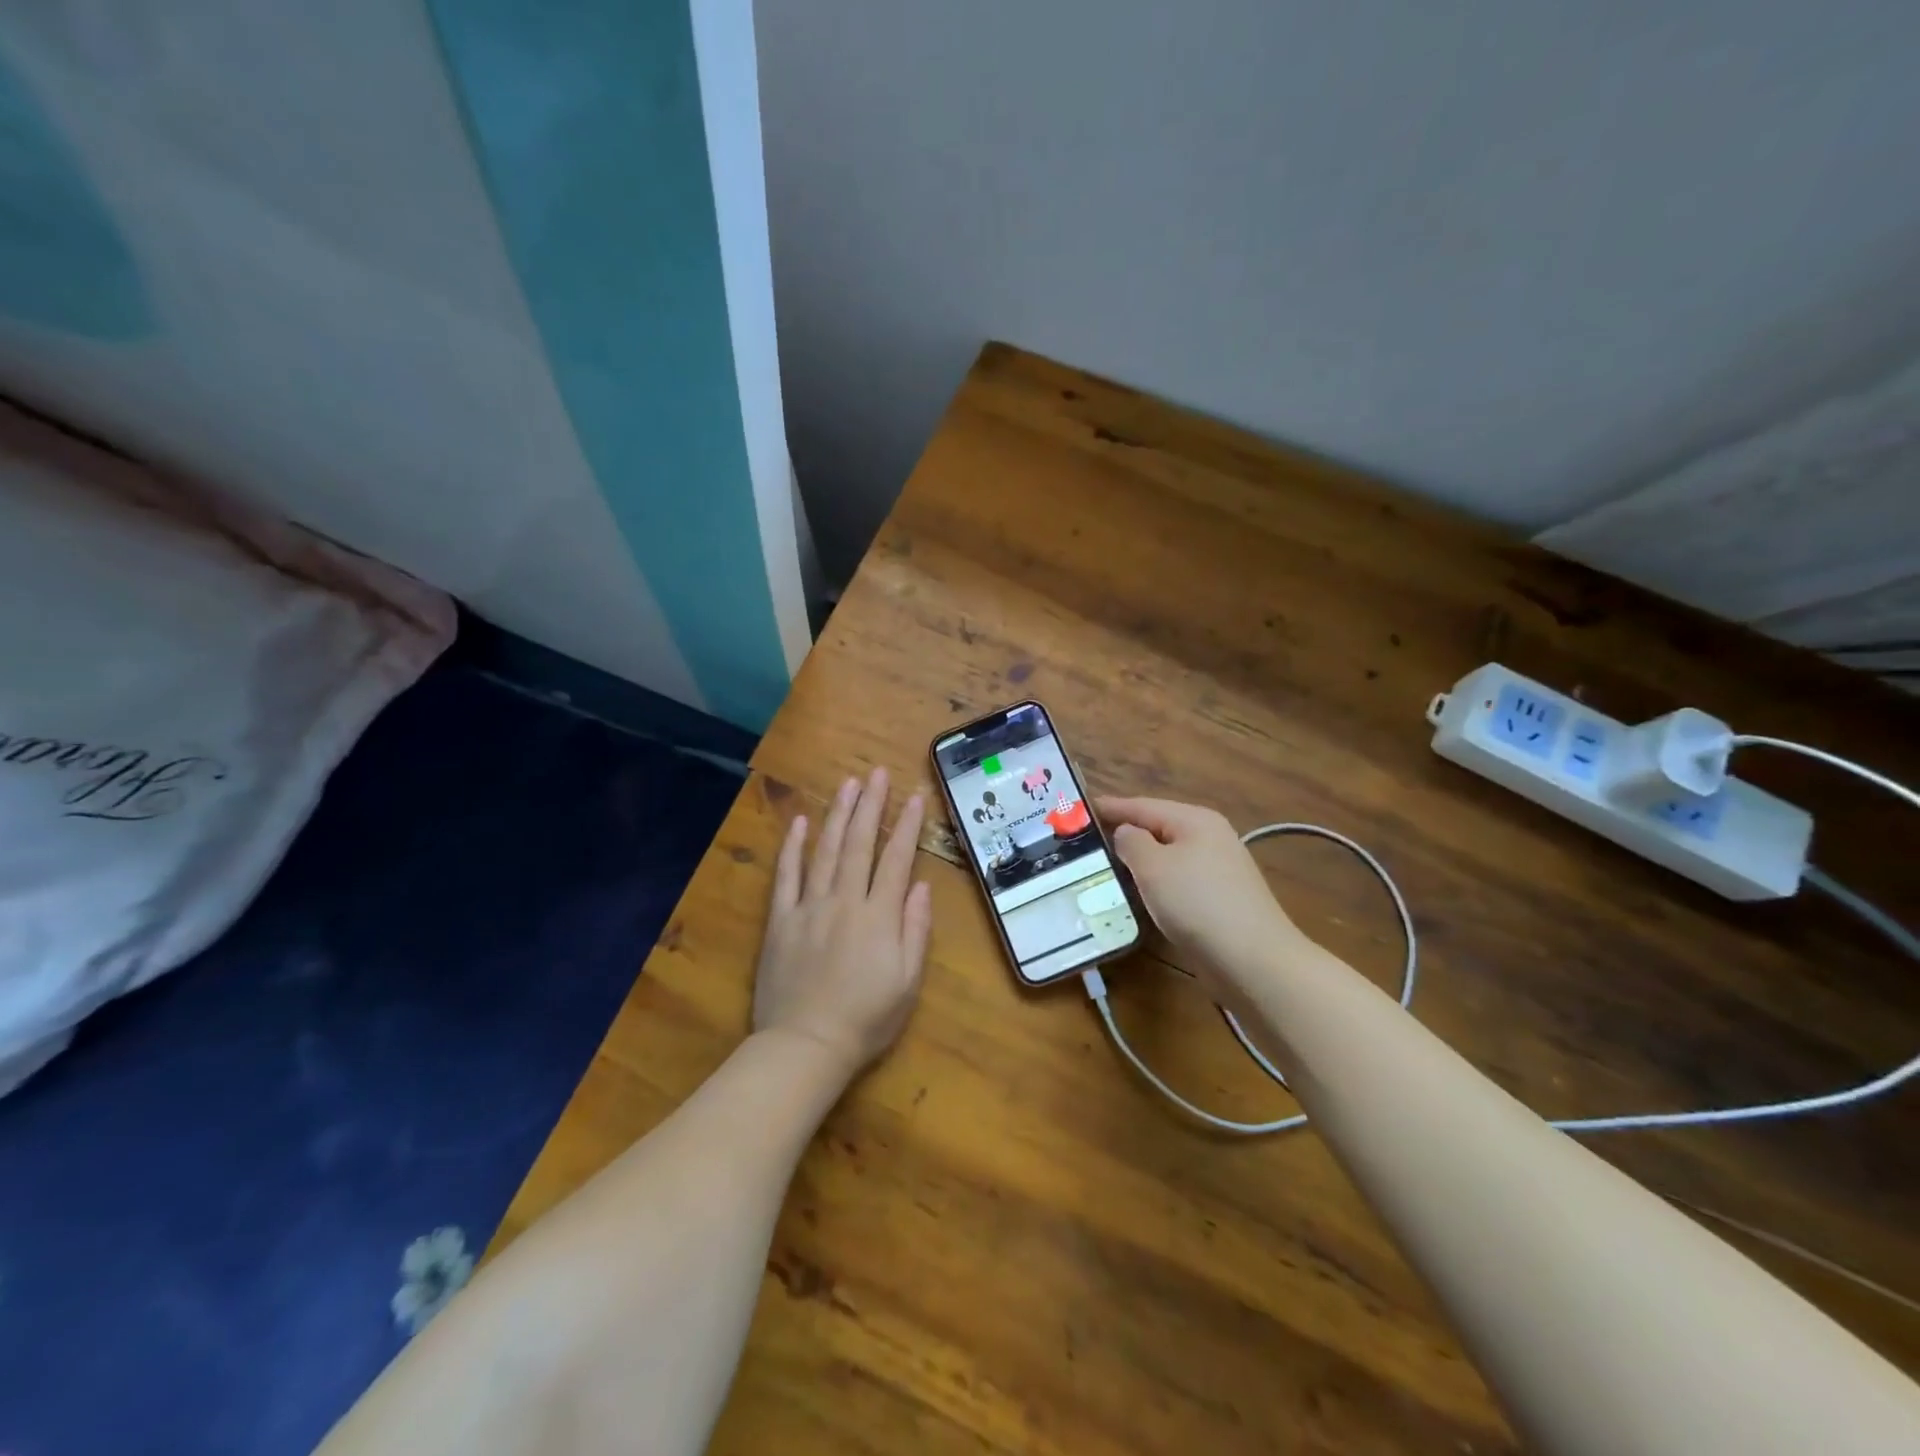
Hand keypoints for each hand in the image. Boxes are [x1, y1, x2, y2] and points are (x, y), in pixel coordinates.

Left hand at [754, 769, 932, 1076]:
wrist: (805, 1046)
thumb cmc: (866, 1018)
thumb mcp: (907, 981)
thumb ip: (915, 929)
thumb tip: (919, 885)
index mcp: (878, 916)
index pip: (895, 859)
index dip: (906, 826)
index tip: (914, 795)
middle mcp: (844, 901)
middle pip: (859, 844)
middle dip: (871, 805)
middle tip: (877, 773)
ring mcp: (809, 907)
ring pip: (825, 851)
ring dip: (838, 815)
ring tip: (847, 784)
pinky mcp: (781, 920)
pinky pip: (786, 876)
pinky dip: (792, 848)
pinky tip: (799, 823)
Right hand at [1097, 796, 1311, 993]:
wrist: (1253, 960)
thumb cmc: (1197, 903)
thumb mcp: (1153, 866)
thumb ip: (1131, 842)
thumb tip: (1126, 834)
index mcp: (1195, 820)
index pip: (1142, 805)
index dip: (1110, 807)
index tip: (1079, 810)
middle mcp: (1209, 838)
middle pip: (1156, 828)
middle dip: (1123, 833)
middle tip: (1086, 840)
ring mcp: (1218, 870)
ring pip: (1166, 857)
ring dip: (1138, 861)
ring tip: (1104, 866)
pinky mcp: (1219, 899)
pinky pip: (1176, 881)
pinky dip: (1154, 883)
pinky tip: (1138, 894)